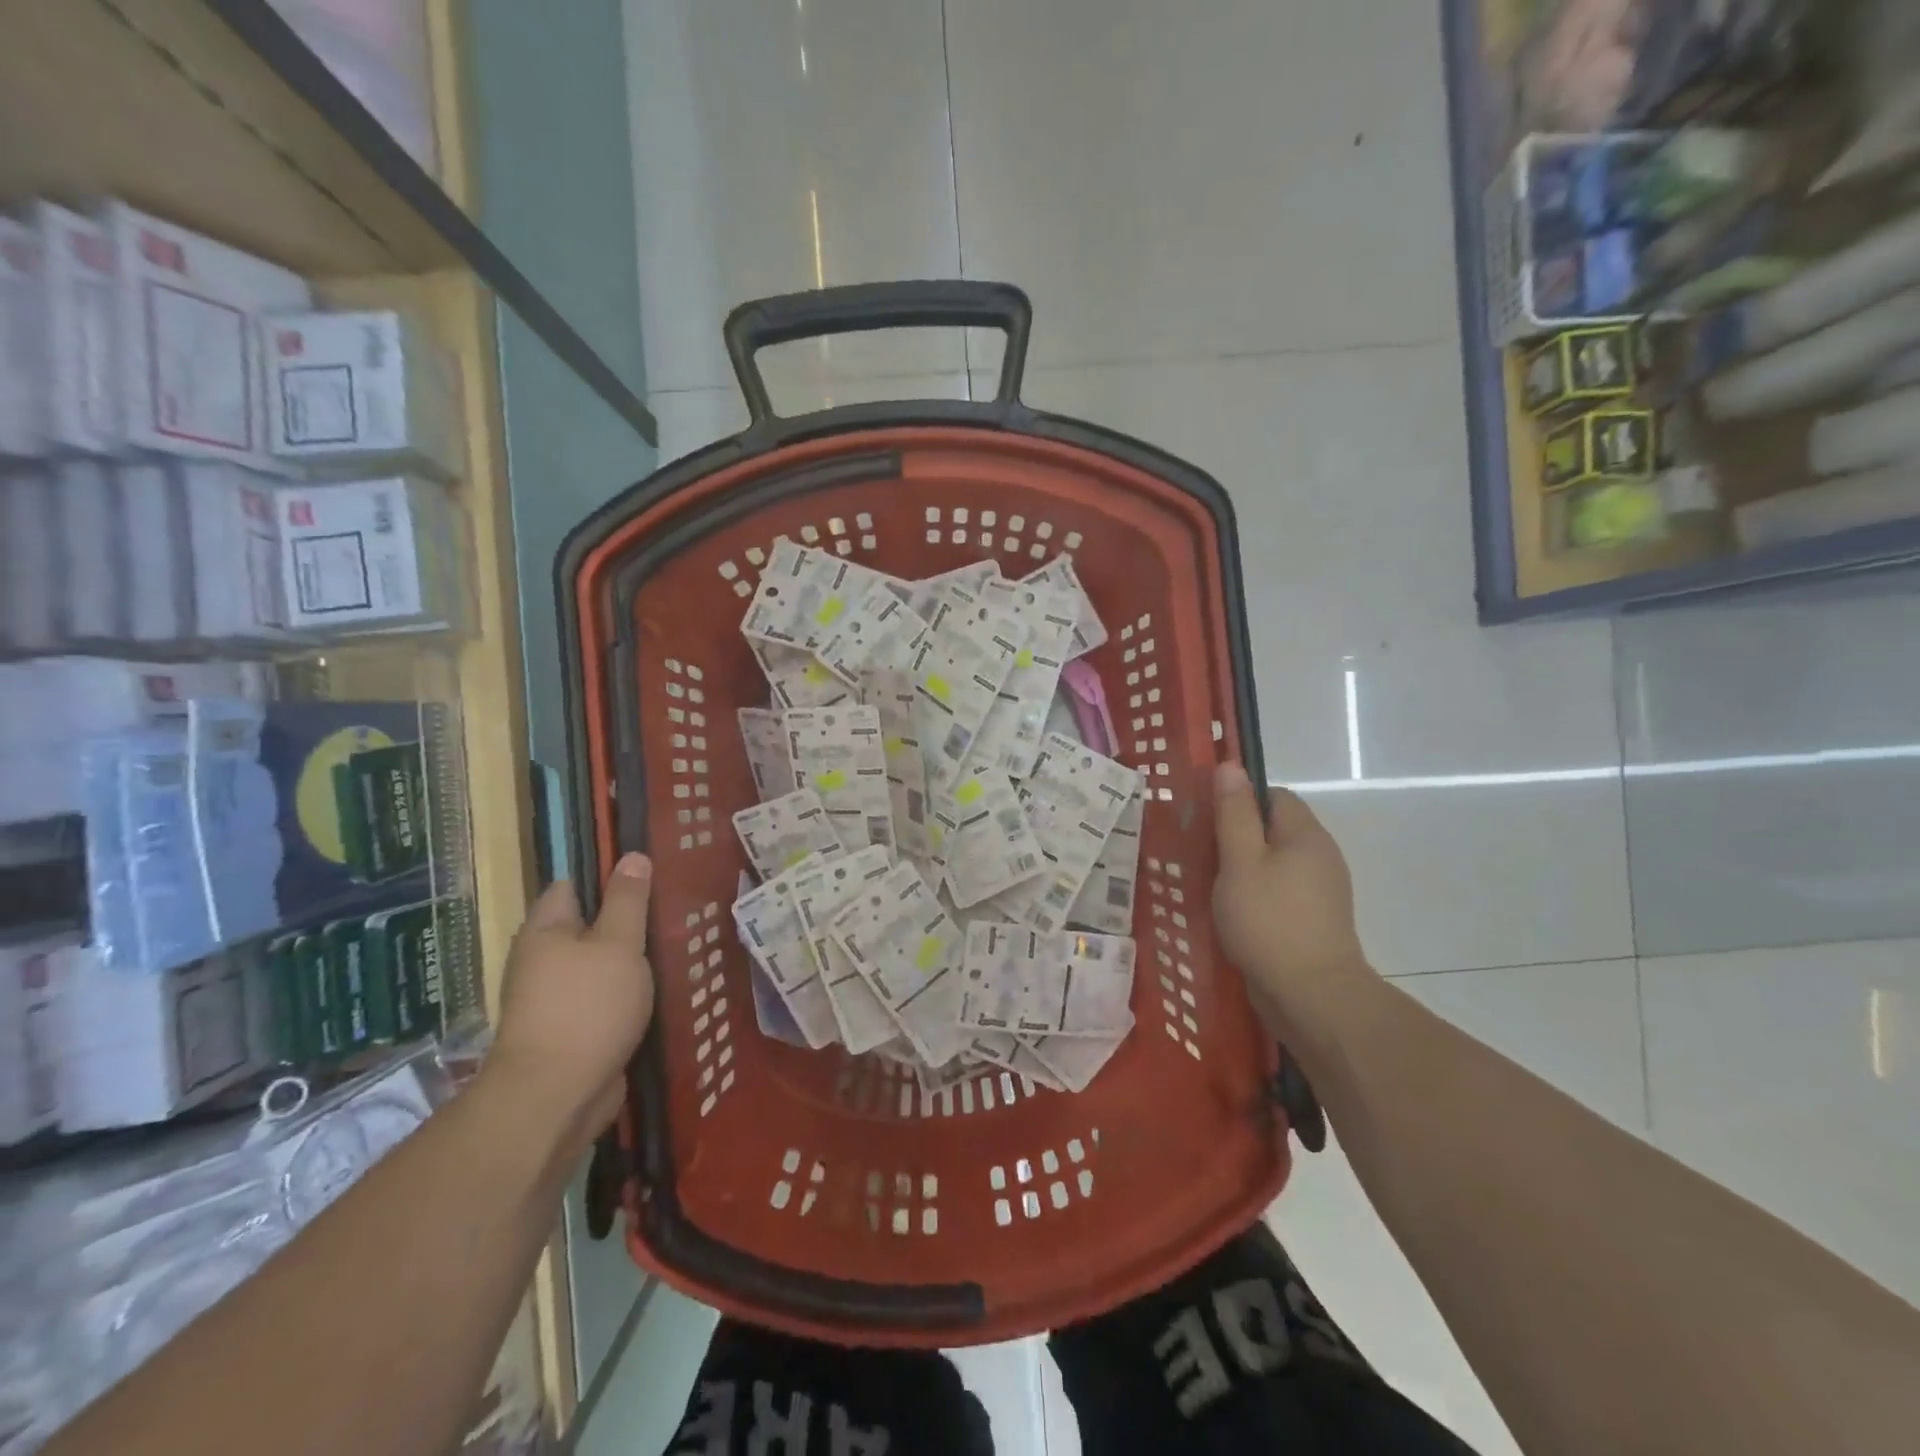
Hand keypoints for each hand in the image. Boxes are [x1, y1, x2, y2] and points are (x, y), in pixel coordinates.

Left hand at [488, 852, 655, 1151]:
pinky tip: (661, 990)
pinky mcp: (572, 1030)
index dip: (610, 875)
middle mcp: (542, 959)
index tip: (652, 875)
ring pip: (600, 964)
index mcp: (545, 929)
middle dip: (628, 920)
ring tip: (677, 947)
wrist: (555, 1098)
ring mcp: (554, 998)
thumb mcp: (618, 943)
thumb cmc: (587, 1008)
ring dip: (631, 960)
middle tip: (674, 911)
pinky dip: (628, 992)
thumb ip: (627, 900)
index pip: (574, 884)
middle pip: (589, 925)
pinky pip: (604, 998)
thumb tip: (632, 855)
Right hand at [1212, 763, 1374, 1042]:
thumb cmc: (1269, 921)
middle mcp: (1321, 856)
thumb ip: (1233, 814)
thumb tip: (1230, 765)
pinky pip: (1281, 893)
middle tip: (1202, 855)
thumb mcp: (1240, 861)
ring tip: (1211, 886)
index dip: (1239, 801)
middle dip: (1238, 838)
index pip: (1273, 796)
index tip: (1207, 822)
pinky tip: (1233, 915)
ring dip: (1245, 870)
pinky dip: (1257, 896)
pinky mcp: (1315, 922)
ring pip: (1276, 864)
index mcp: (1305, 835)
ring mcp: (1322, 892)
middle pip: (1274, 830)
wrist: (1312, 996)